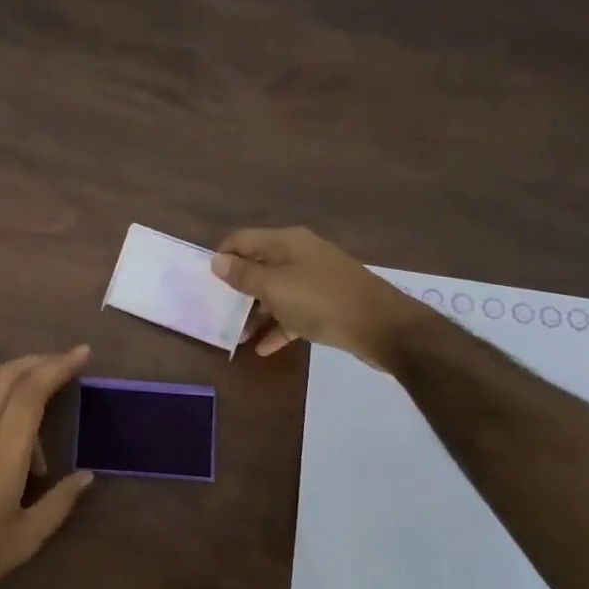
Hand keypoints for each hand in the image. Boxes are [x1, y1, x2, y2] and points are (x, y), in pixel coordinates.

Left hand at [0, 346, 94, 588]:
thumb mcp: (26, 540)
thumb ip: (60, 503)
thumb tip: (86, 476)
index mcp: (2, 453)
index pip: (31, 391)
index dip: (58, 366)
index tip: (82, 354)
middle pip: (6, 376)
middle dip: (39, 361)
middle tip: (67, 365)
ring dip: (22, 397)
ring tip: (42, 458)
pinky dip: (4, 421)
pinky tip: (13, 464)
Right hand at [214, 226, 426, 362]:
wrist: (382, 326)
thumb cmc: (321, 301)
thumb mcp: (275, 288)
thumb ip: (244, 275)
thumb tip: (217, 260)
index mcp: (286, 242)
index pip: (242, 239)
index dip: (222, 257)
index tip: (207, 283)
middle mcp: (300, 254)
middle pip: (259, 265)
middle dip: (238, 288)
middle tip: (219, 311)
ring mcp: (315, 279)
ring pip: (276, 291)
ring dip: (256, 311)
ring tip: (238, 335)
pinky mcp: (327, 302)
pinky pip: (294, 311)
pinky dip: (278, 326)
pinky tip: (264, 348)